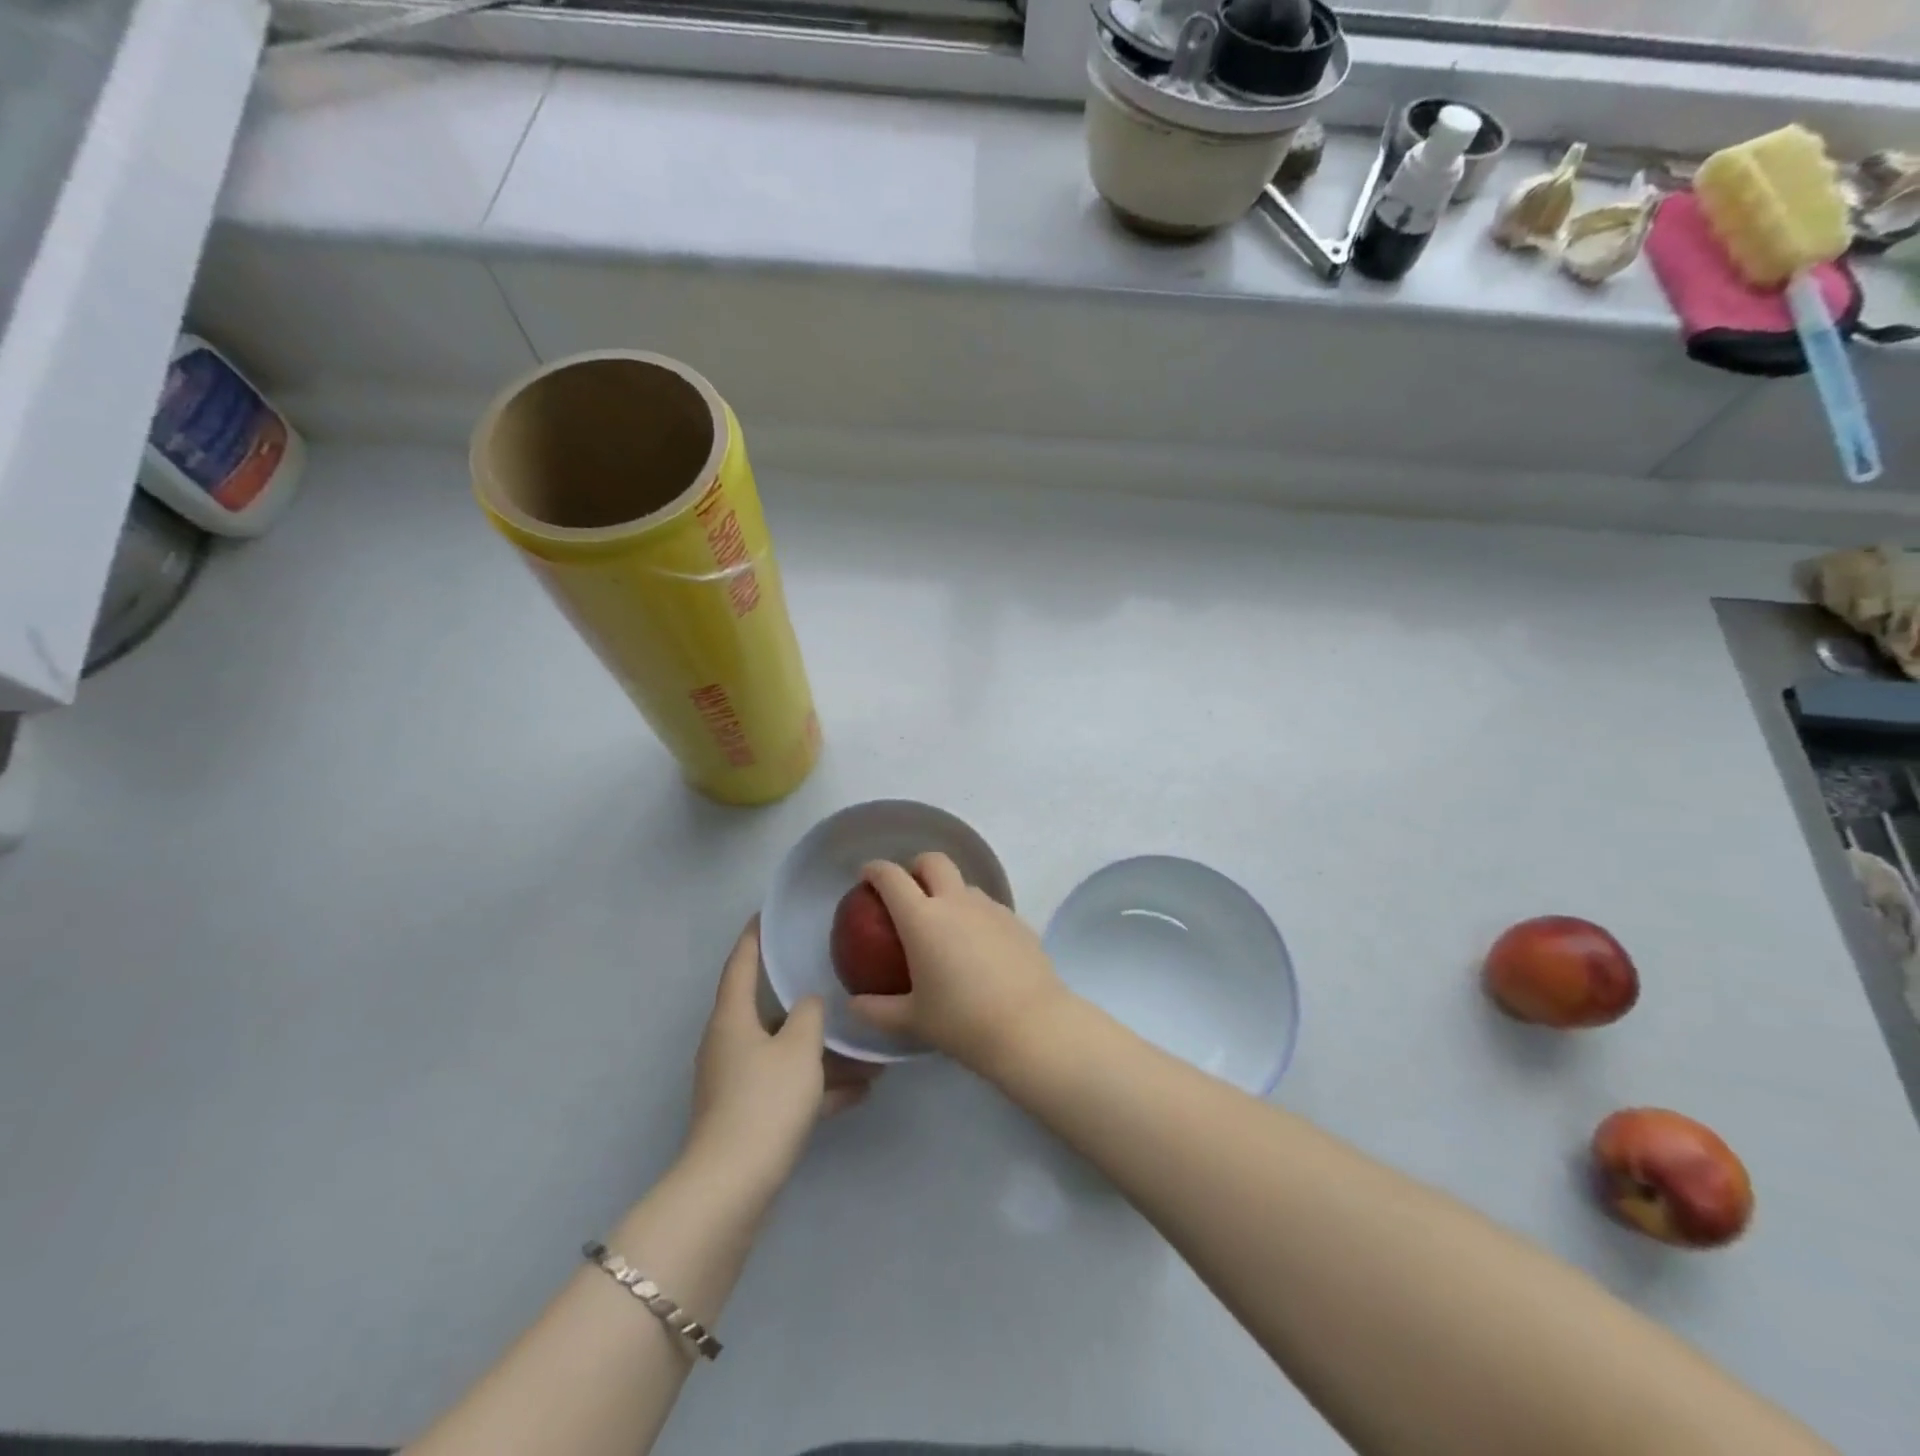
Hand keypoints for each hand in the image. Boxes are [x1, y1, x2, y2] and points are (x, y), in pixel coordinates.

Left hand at [685, 919, 874, 1194]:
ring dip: (823, 1052)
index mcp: (732, 1018)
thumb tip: (808, 1004)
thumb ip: (809, 1015)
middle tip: (837, 981)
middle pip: (769, 1011)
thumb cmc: (765, 1100)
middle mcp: (730, 1045)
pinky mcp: (749, 1117)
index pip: (742, 963)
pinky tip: (862, 1091)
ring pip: (786, 1054)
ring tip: (870, 1051)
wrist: (733, 1186)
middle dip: (806, 1003)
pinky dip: (819, 1087)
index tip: (768, 913)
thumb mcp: (799, 1048)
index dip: (754, 937)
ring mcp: (738, 1083)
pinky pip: (789, 1088)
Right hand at [849, 854, 1071, 1075]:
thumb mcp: (912, 1020)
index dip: (875, 869)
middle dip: (916, 867)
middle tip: (908, 892)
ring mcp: (990, 908)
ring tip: (945, 927)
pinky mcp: (1017, 920)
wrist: (1030, 1026)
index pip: (892, 877)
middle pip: (933, 861)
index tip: (866, 876)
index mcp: (922, 919)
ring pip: (964, 884)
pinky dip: (975, 916)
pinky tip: (978, 949)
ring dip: (949, 892)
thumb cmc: (962, 1022)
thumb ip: (877, 1010)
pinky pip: (988, 908)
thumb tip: (853, 1005)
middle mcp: (956, 902)